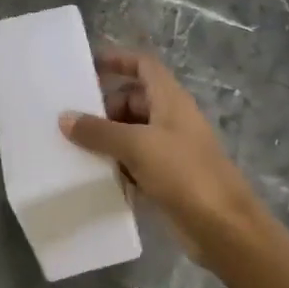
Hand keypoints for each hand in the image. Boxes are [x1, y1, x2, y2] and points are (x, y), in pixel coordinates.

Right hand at [59, 49, 267, 265]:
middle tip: (72, 121)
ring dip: (108, 138)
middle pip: (133, 100)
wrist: (224, 226)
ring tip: (74, 148)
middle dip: (104, 108)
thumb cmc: (184, 173)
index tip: (88, 68)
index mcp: (170, 99)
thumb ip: (99, 131)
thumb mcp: (137, 146)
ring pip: (133, 133)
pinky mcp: (168, 177)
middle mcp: (171, 118)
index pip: (143, 66)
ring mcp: (171, 149)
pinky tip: (94, 175)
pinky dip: (117, 164)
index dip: (118, 61)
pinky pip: (136, 162)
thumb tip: (64, 118)